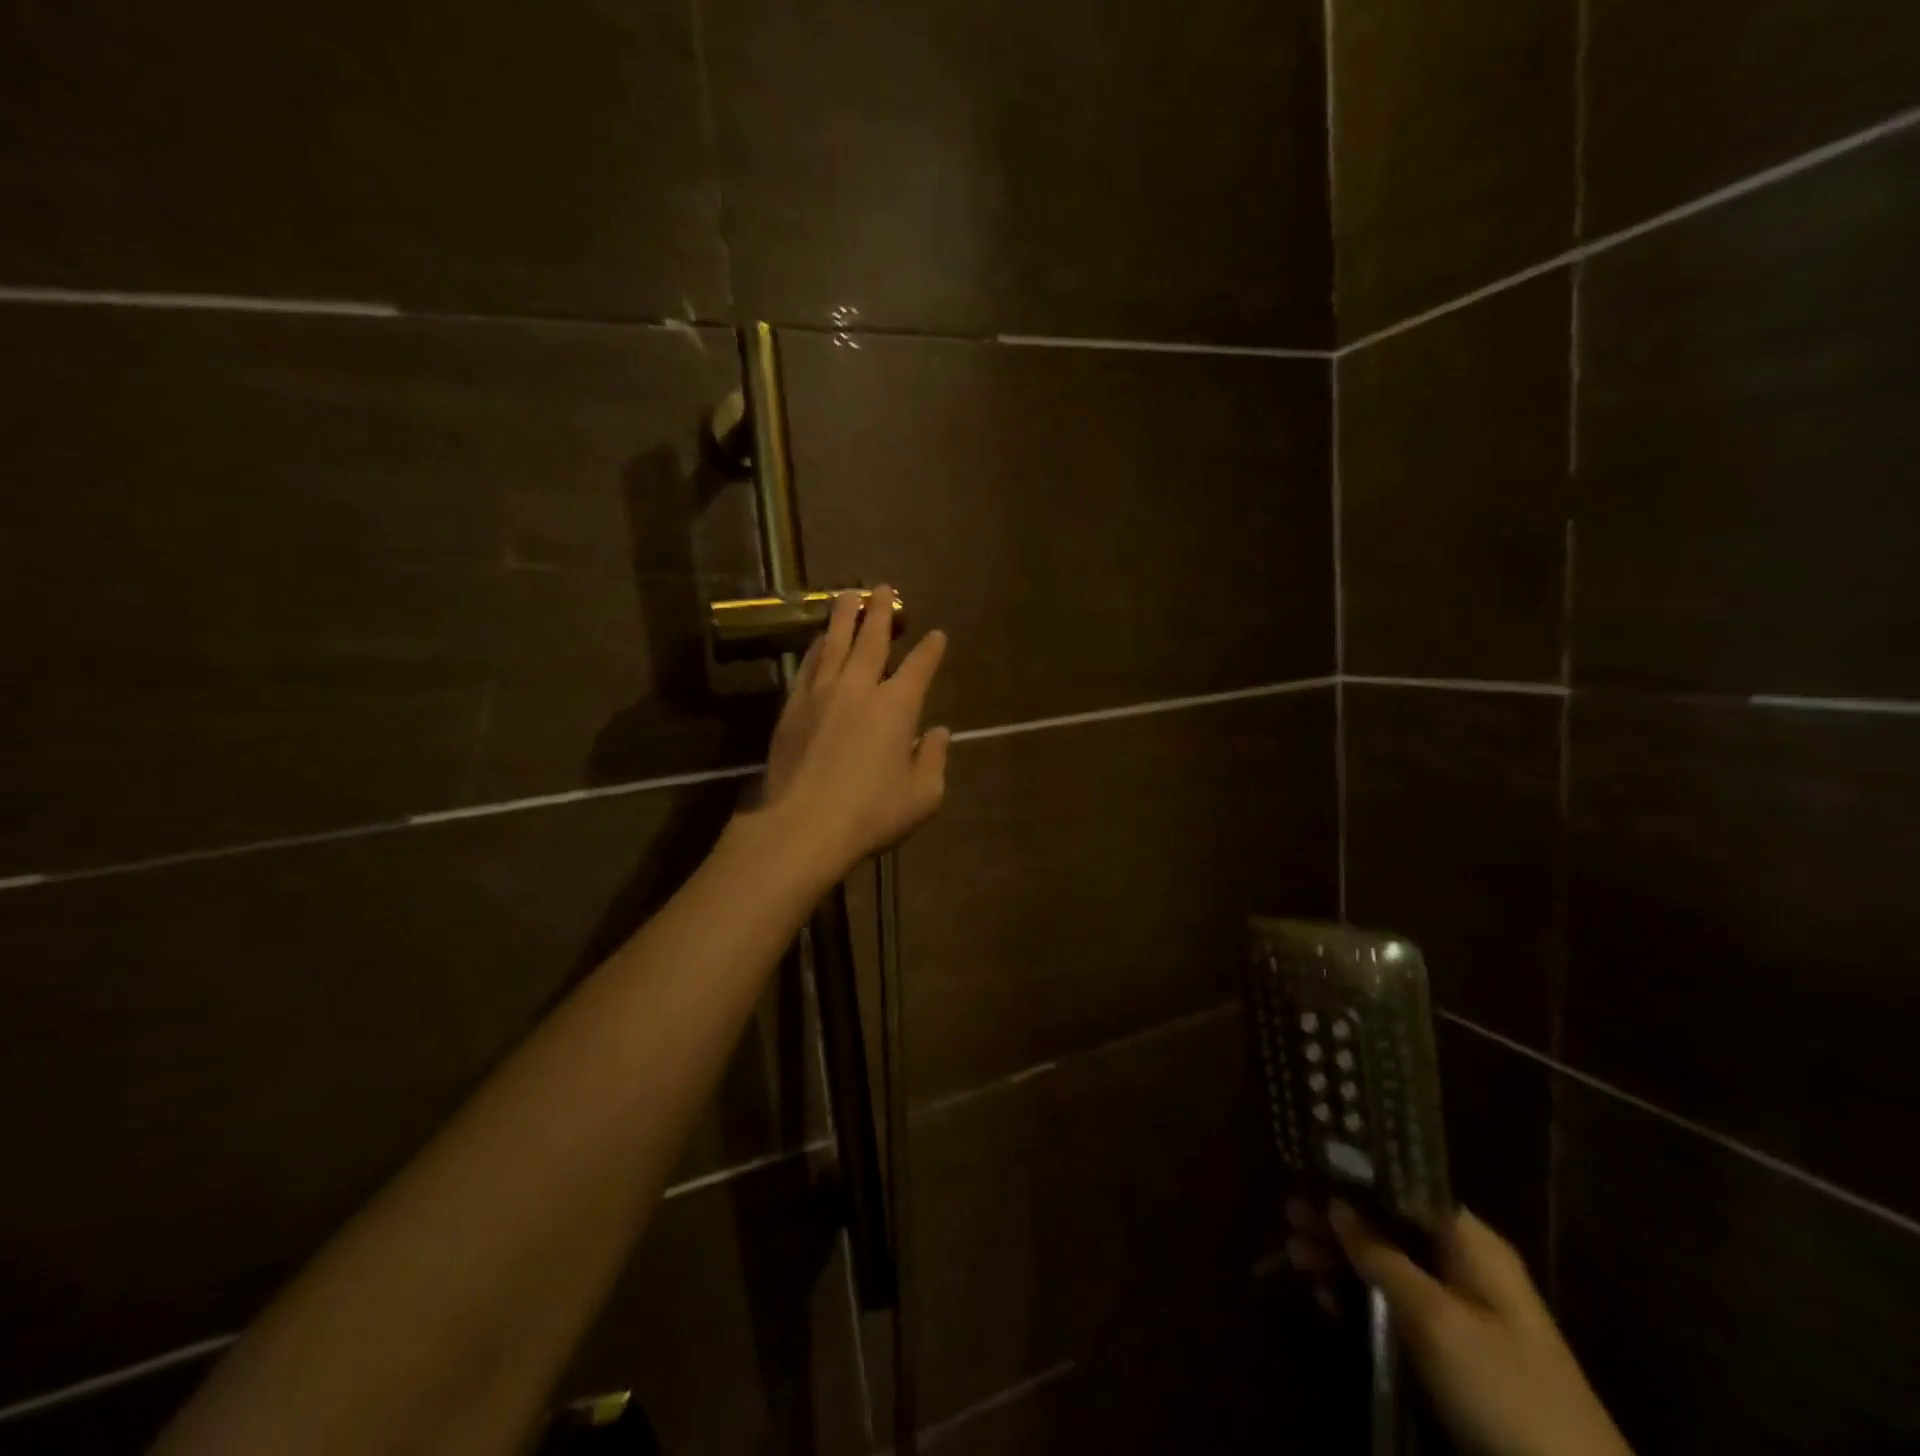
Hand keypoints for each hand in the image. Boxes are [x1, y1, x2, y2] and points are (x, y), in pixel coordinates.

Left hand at [755, 586, 949, 874]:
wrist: (802, 826)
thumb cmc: (871, 813)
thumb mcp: (923, 795)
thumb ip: (934, 758)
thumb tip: (939, 732)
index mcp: (897, 706)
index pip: (920, 666)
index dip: (931, 649)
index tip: (937, 635)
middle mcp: (859, 687)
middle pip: (871, 639)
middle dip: (880, 611)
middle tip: (883, 587)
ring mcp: (821, 694)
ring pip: (834, 642)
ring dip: (843, 616)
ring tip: (848, 594)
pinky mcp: (792, 707)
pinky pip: (807, 665)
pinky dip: (816, 647)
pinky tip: (818, 640)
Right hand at [1285, 1200, 1632, 1455]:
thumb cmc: (1503, 1388)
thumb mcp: (1434, 1319)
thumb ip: (1381, 1256)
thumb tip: (1336, 1202)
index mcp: (1469, 1241)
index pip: (1403, 1184)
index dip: (1355, 1175)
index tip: (1307, 1169)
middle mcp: (1465, 1263)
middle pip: (1389, 1223)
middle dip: (1338, 1221)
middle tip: (1288, 1218)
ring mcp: (1462, 1307)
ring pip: (1389, 1263)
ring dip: (1342, 1258)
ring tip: (1294, 1257)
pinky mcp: (1455, 1347)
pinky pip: (1399, 1303)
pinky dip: (1362, 1296)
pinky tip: (1328, 1301)